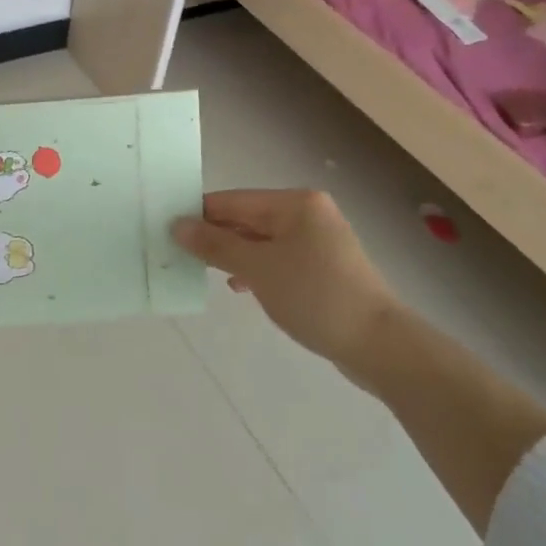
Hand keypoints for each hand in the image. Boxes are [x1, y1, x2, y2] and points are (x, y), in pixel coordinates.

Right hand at [171, 189, 394, 365]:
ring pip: (262, 241)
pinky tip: (240, 286)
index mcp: (295, 203)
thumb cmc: (314, 295)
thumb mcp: (258, 269)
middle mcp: (308, 213)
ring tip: (205, 272)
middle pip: (248, 219)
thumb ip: (215, 245)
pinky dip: (257, 269)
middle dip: (216, 237)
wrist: (378, 344)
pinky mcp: (324, 268)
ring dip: (234, 255)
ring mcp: (319, 241)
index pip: (234, 200)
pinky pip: (279, 259)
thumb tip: (178, 225)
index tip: (167, 230)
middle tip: (180, 254)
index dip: (199, 214)